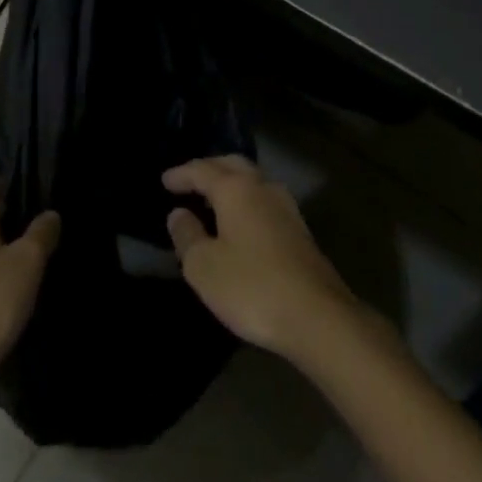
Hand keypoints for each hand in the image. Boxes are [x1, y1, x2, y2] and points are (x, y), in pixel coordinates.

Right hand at [163, 155, 355, 358]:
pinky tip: (240, 220)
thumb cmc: (252, 287)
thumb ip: (187, 236)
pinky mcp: (299, 229)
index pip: (202, 170)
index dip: (181, 174)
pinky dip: (245, 200)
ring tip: (212, 198)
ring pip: (252, 180)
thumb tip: (178, 214)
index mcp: (236, 189)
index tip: (164, 180)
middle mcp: (262, 187)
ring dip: (230, 183)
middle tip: (189, 180)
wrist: (317, 316)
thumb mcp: (204, 267)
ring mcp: (285, 206)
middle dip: (209, 169)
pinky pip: (263, 200)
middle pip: (232, 165)